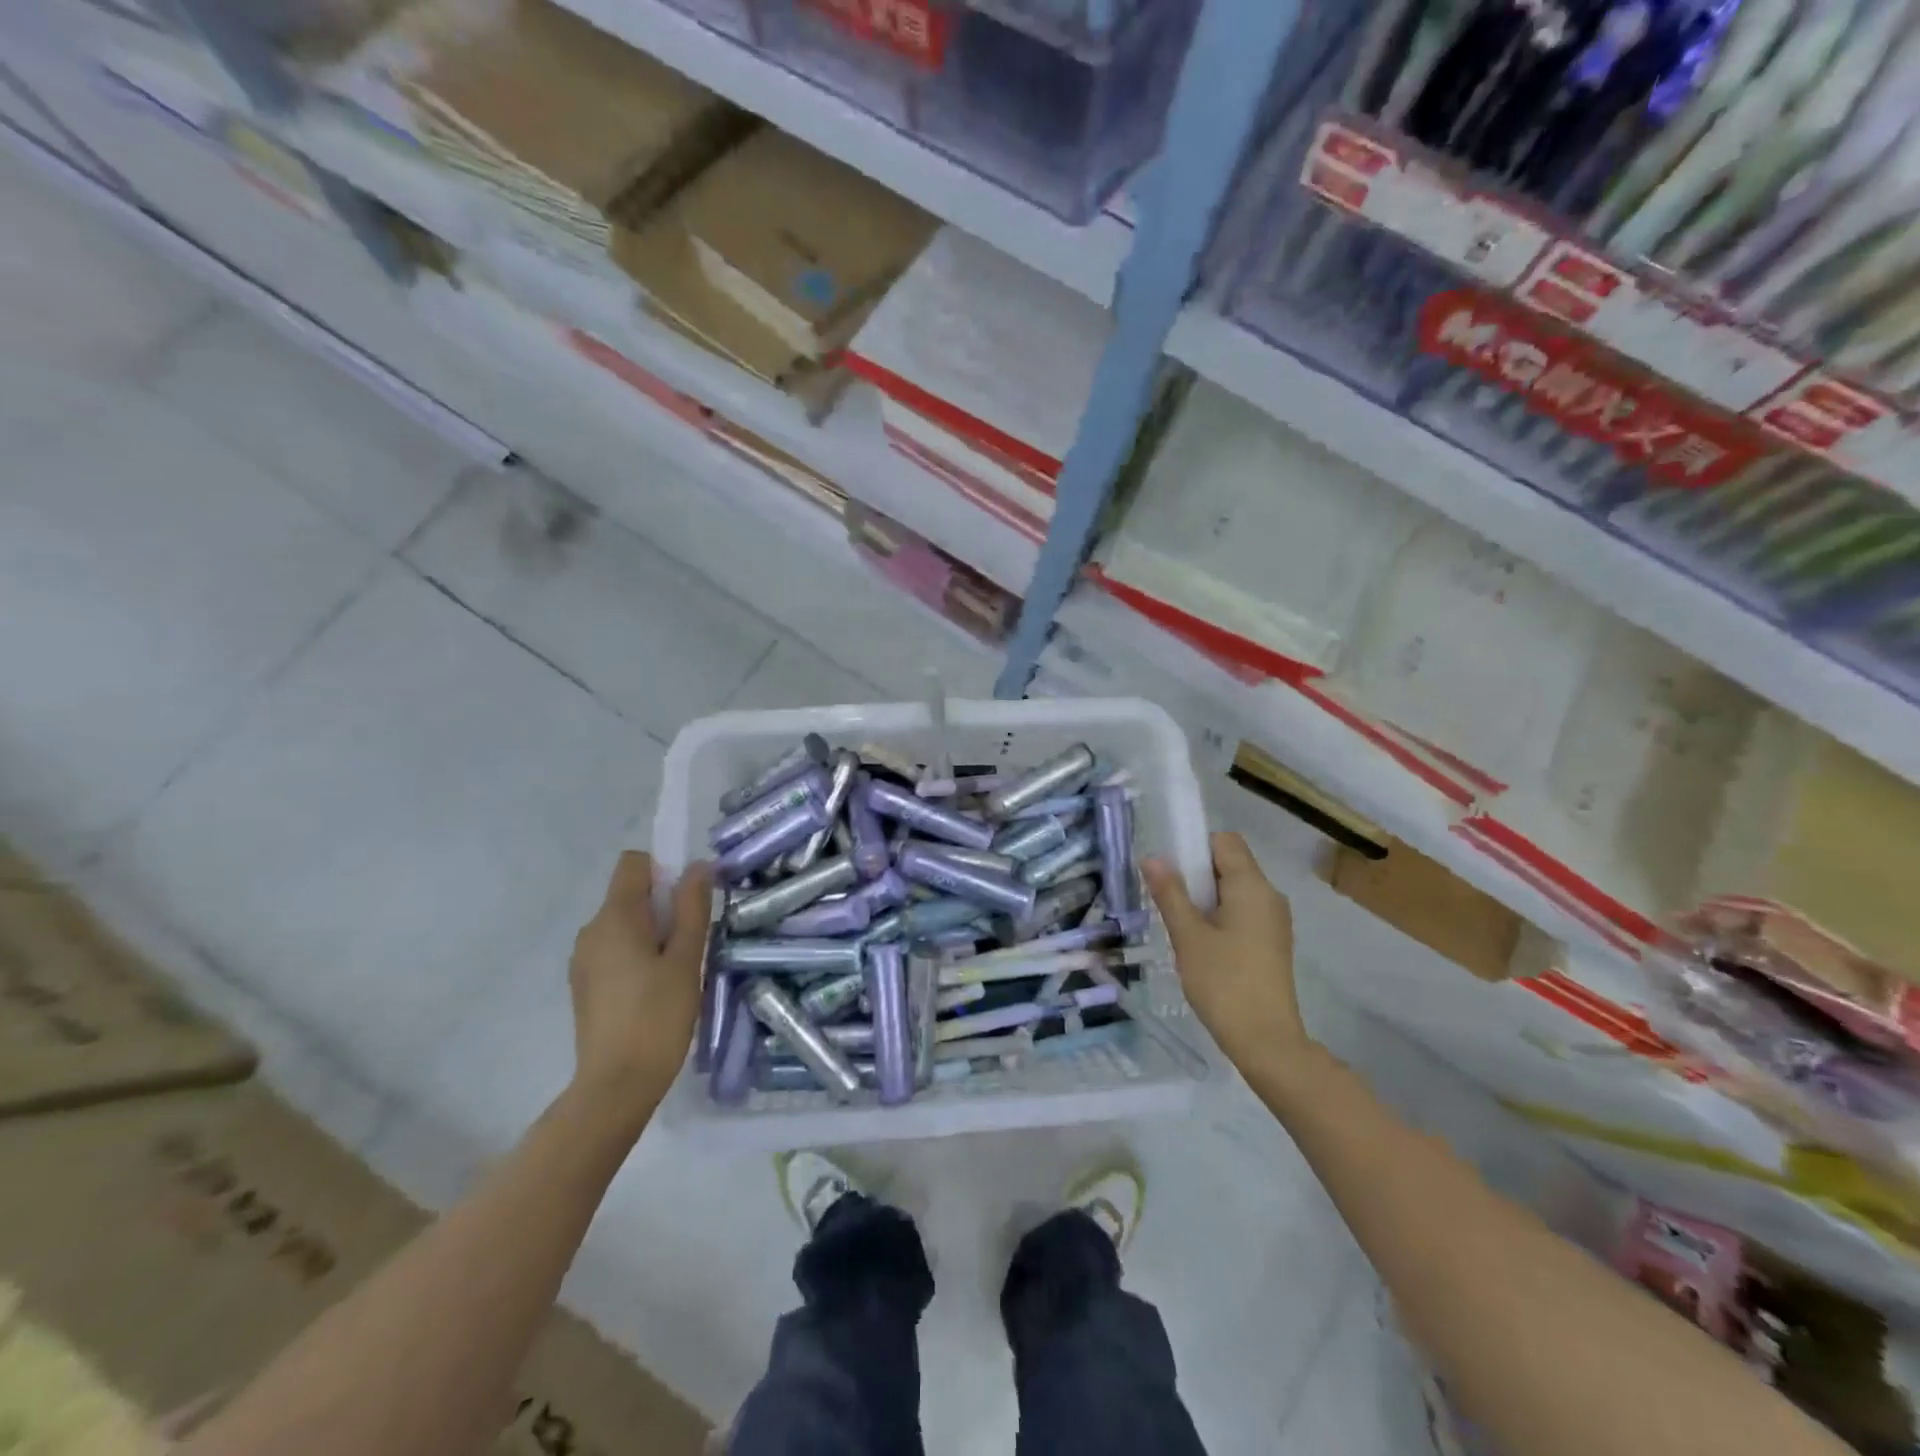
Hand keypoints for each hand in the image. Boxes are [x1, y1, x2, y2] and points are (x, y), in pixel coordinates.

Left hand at [568, 851, 712, 1112]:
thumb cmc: (658, 1016)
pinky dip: (637, 955)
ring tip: (675, 972)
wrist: (616, 1086)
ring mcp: (583, 959)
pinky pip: (615, 949)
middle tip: (689, 945)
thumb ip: (692, 908)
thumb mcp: (686, 958)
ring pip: (624, 924)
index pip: (634, 863)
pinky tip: (654, 991)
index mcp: (615, 917)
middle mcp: (591, 930)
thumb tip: (698, 866)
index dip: (664, 870)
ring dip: (652, 933)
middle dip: (663, 906)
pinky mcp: (584, 984)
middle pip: (630, 894)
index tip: (687, 902)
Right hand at [1144, 832, 1308, 1073]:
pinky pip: (1242, 912)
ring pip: (1234, 890)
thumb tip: (1152, 857)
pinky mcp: (1272, 942)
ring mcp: (1274, 920)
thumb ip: (1170, 893)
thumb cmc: (1223, 982)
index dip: (1195, 847)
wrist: (1266, 1040)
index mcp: (1252, 886)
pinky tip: (1201, 945)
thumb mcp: (1188, 935)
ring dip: (1205, 898)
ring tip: (1182, 928)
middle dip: (1196, 875)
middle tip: (1169, 902)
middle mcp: (1269, 895)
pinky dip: (1219, 917)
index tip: (1170, 872)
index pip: (1224, 841)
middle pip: (1229, 864)